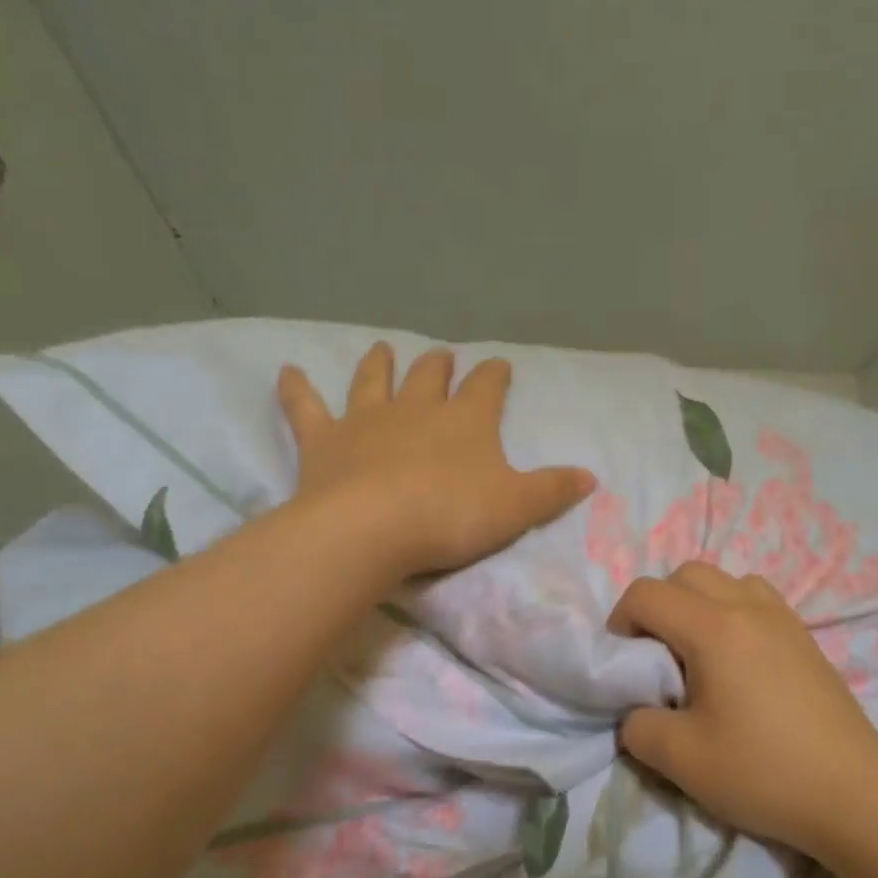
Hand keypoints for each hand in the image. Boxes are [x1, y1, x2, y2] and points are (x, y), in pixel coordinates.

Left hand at [277, 342, 594, 578]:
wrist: (374, 528)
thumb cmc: (451, 516)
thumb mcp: (516, 508)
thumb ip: (553, 490)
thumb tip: (591, 477)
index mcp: (466, 421)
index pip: (487, 388)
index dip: (495, 375)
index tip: (500, 366)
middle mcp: (417, 409)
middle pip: (430, 377)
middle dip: (440, 365)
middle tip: (443, 356)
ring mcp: (367, 420)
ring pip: (374, 381)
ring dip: (380, 364)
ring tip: (383, 349)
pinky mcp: (325, 440)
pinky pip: (306, 407)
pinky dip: (296, 389)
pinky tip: (286, 372)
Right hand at [609, 562, 877, 859]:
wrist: (855, 796)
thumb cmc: (763, 771)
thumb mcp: (680, 759)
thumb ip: (637, 727)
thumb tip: (636, 712)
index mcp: (714, 628)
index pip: (647, 593)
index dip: (620, 621)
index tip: (624, 663)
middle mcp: (749, 608)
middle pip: (686, 575)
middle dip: (658, 606)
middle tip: (656, 656)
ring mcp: (784, 620)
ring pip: (726, 581)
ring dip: (698, 605)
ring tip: (698, 655)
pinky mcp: (806, 639)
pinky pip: (757, 600)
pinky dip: (732, 614)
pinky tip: (737, 664)